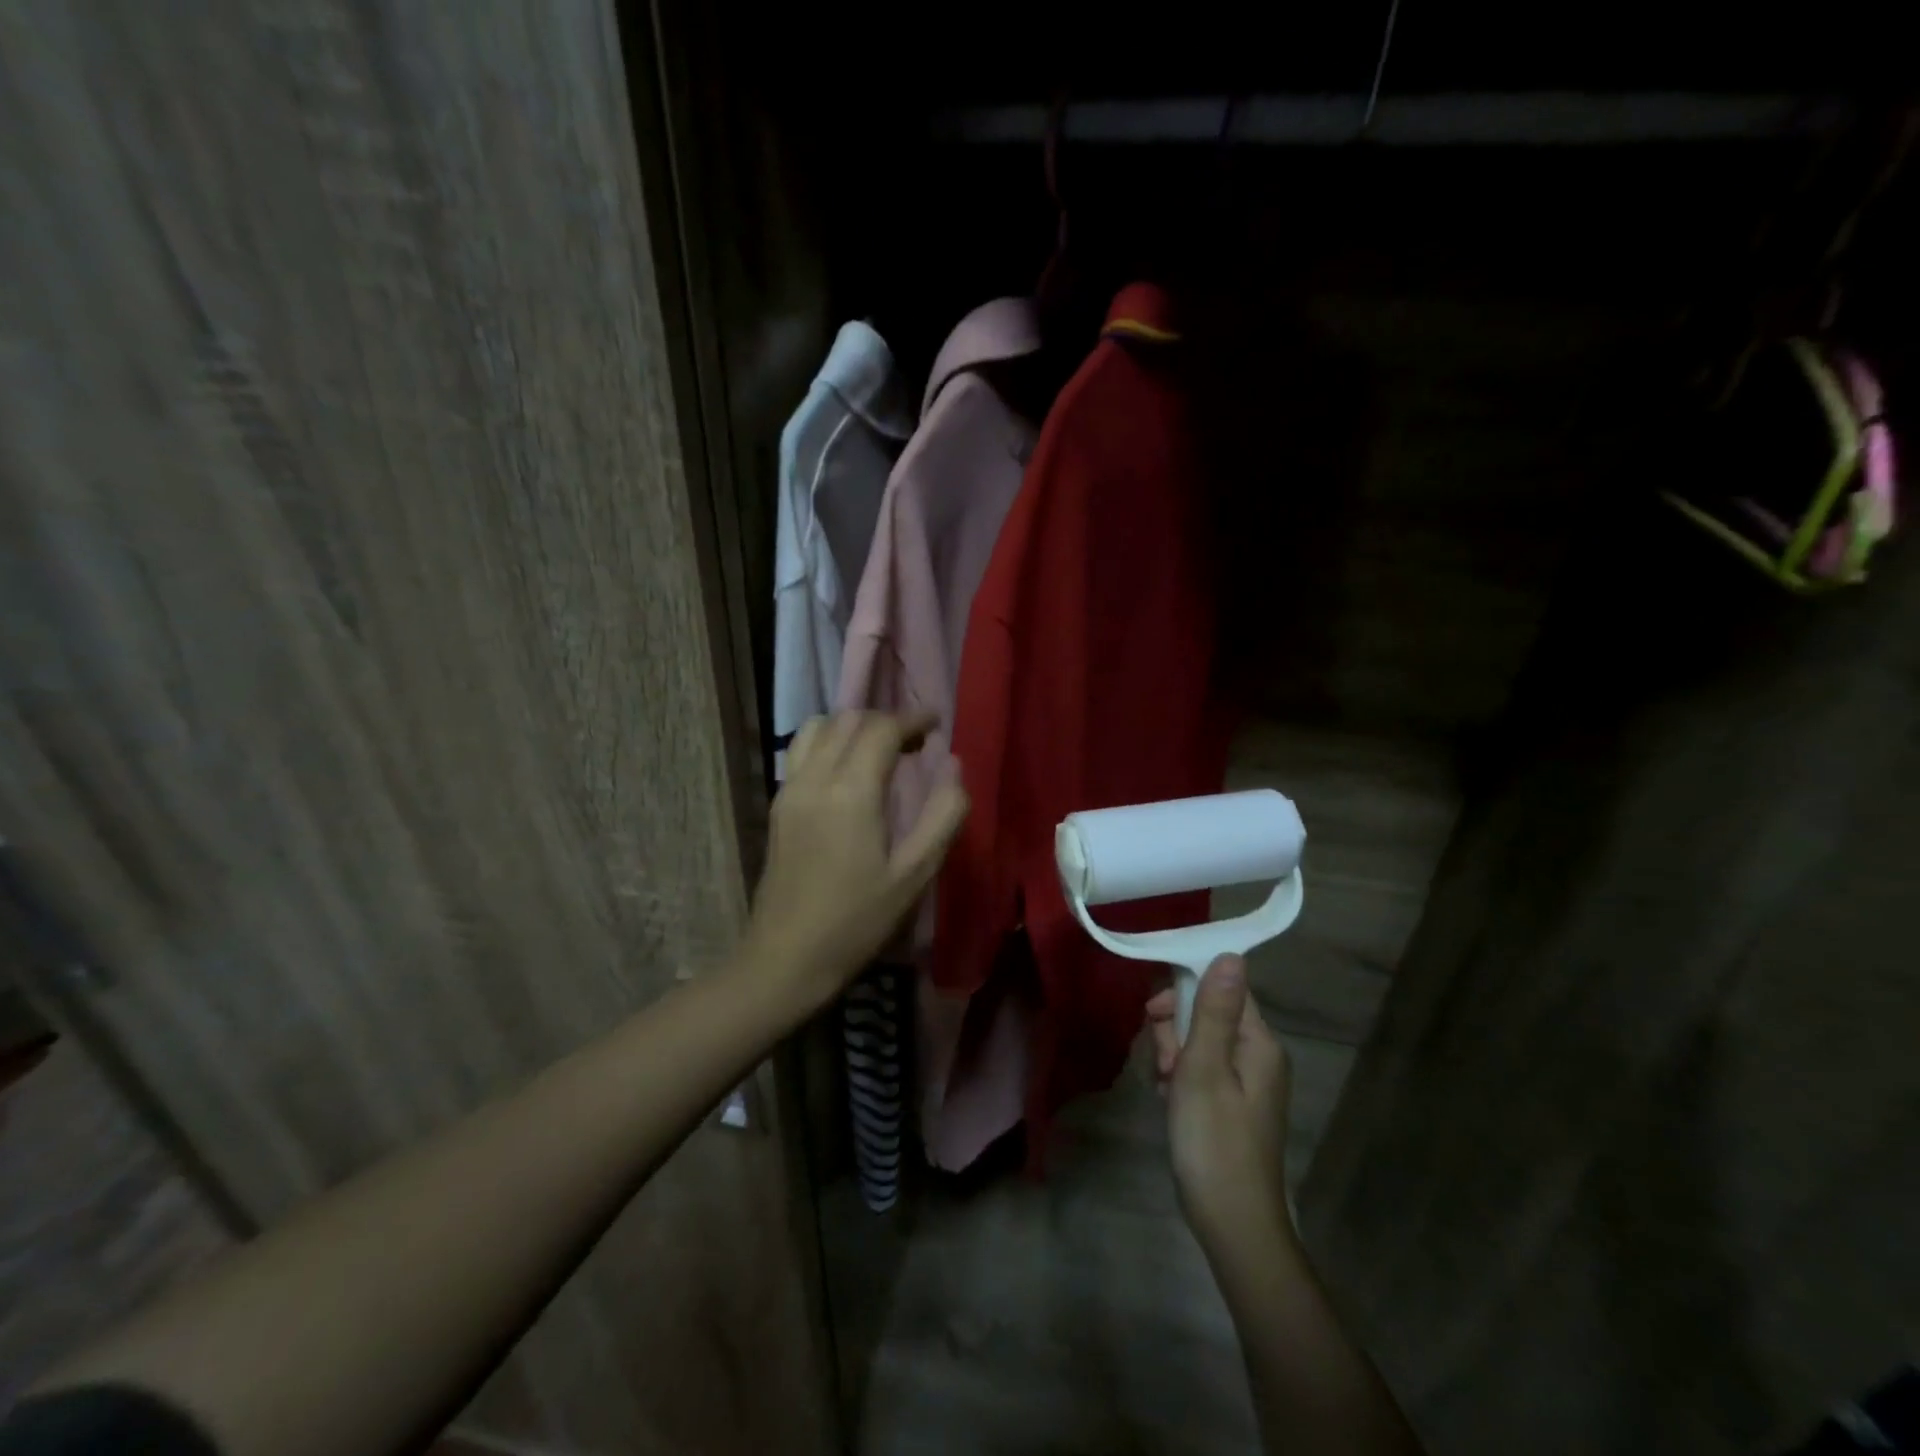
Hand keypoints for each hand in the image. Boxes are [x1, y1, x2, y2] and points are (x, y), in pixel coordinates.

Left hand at [745, 711, 967, 1005]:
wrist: (786, 958)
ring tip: (878, 750)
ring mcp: (789, 789)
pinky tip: (847, 770)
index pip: (881, 729)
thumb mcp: (914, 874)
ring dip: (852, 726)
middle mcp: (814, 778)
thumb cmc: (858, 921)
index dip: (912, 719)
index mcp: (851, 791)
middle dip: (885, 720)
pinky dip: (828, 742)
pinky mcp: (777, 805)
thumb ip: (942, 815)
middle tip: (914, 742)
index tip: (936, 723)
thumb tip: (954, 765)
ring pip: (818, 728)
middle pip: (848, 720)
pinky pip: (801, 750)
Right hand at [1148, 955, 1291, 1258]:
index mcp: (1259, 1042)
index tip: (1153, 1014)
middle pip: (1208, 1013)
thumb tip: (1230, 955)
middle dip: (1174, 1030)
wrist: (1231, 1223)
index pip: (1223, 987)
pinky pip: (1200, 1070)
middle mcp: (1258, 1056)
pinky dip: (1179, 1078)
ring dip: (1172, 1055)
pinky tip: (1167, 1099)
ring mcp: (1247, 1082)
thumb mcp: (1204, 1067)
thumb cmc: (1213, 1139)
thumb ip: (1214, 1010)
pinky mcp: (1232, 1104)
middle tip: (1163, 1064)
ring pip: (1198, 1042)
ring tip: (1164, 1087)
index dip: (1185, 991)